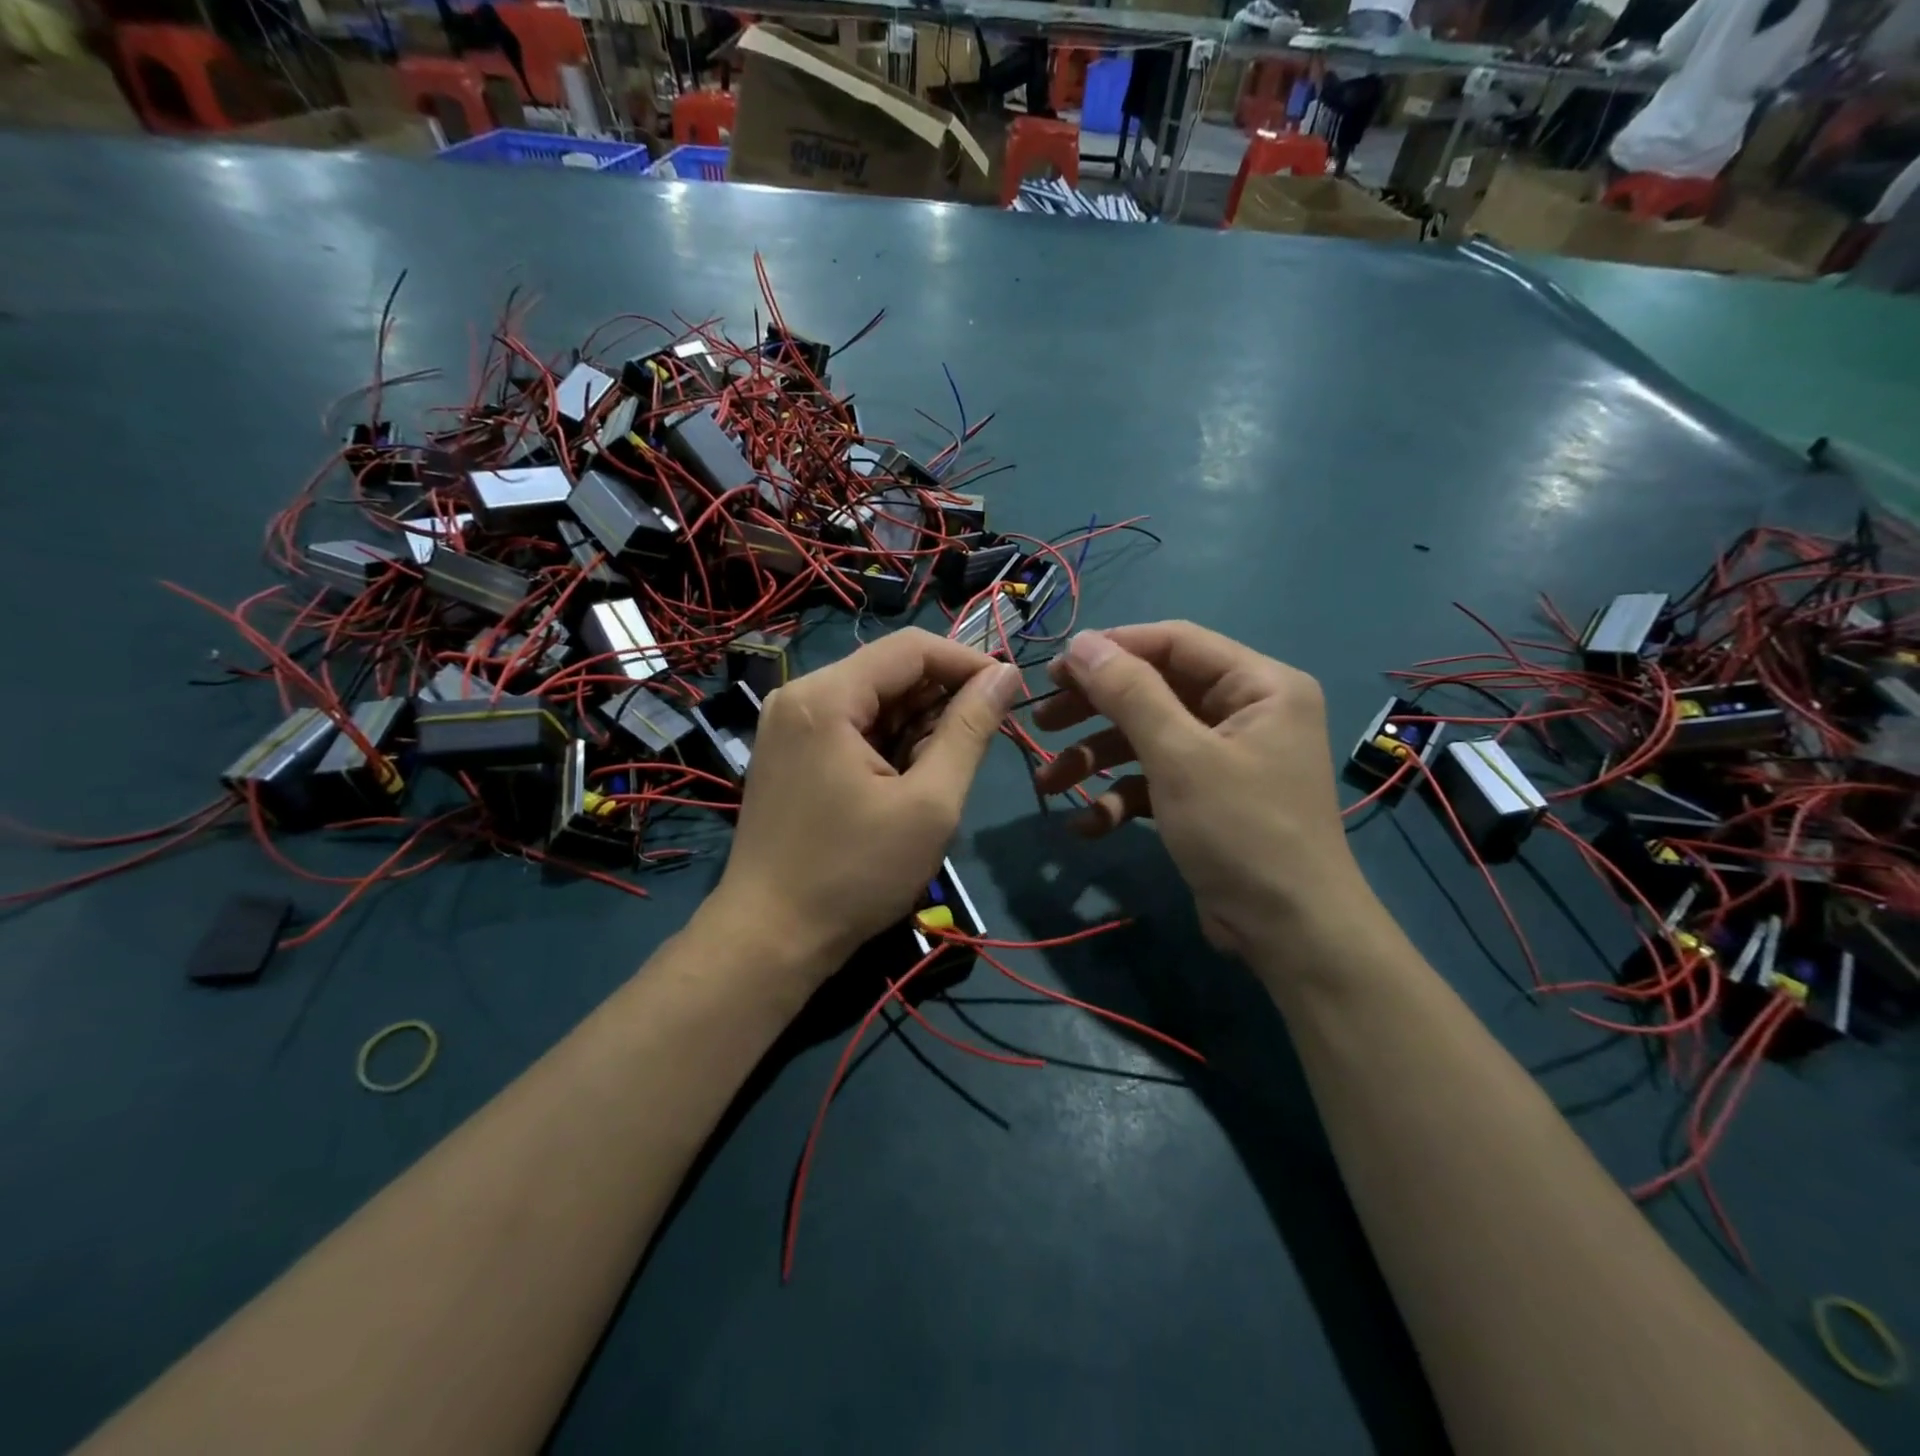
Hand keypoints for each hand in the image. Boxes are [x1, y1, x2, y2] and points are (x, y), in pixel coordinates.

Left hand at [712, 628, 1021, 978]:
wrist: (771, 939)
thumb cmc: (855, 874)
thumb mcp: (929, 804)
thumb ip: (970, 730)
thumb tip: (1005, 675)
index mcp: (826, 697)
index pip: (912, 648)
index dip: (968, 663)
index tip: (1010, 696)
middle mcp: (800, 696)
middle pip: (890, 671)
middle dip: (941, 702)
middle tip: (974, 751)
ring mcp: (789, 724)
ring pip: (873, 700)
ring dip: (917, 727)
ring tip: (938, 777)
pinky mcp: (789, 752)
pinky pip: (851, 726)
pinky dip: (888, 744)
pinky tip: (903, 784)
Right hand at [1031, 623, 1370, 962]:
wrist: (1289, 934)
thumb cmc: (1241, 831)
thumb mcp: (1179, 756)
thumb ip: (1129, 693)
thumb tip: (1081, 642)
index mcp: (1259, 685)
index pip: (1175, 643)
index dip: (1113, 649)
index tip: (1055, 669)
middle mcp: (1245, 712)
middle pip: (1155, 690)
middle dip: (1095, 709)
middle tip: (1042, 720)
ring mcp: (1225, 758)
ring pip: (1147, 739)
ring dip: (1096, 759)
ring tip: (1048, 784)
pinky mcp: (1207, 798)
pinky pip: (1156, 781)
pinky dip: (1120, 798)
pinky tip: (1087, 826)